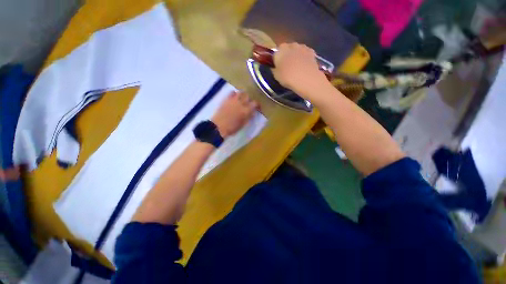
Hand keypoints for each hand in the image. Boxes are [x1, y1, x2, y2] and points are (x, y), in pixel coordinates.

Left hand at [212, 91, 258, 137]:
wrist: (218, 127)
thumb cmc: (232, 128)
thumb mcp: (243, 124)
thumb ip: (249, 117)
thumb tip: (253, 112)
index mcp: (246, 111)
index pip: (255, 103)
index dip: (257, 104)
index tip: (257, 107)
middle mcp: (241, 103)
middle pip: (248, 96)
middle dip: (250, 99)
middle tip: (249, 103)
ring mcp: (233, 100)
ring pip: (241, 92)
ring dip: (243, 95)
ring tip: (242, 99)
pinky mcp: (226, 99)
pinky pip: (232, 92)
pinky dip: (234, 93)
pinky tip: (234, 98)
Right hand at [272, 43, 329, 98]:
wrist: (306, 78)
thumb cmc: (287, 77)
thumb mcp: (276, 76)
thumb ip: (275, 69)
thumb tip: (275, 67)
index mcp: (280, 51)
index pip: (276, 53)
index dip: (277, 60)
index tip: (278, 66)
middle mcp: (290, 45)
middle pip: (287, 49)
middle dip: (287, 55)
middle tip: (287, 66)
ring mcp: (302, 47)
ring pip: (296, 50)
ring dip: (296, 55)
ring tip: (297, 67)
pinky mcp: (311, 51)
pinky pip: (305, 53)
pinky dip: (304, 57)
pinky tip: (304, 66)